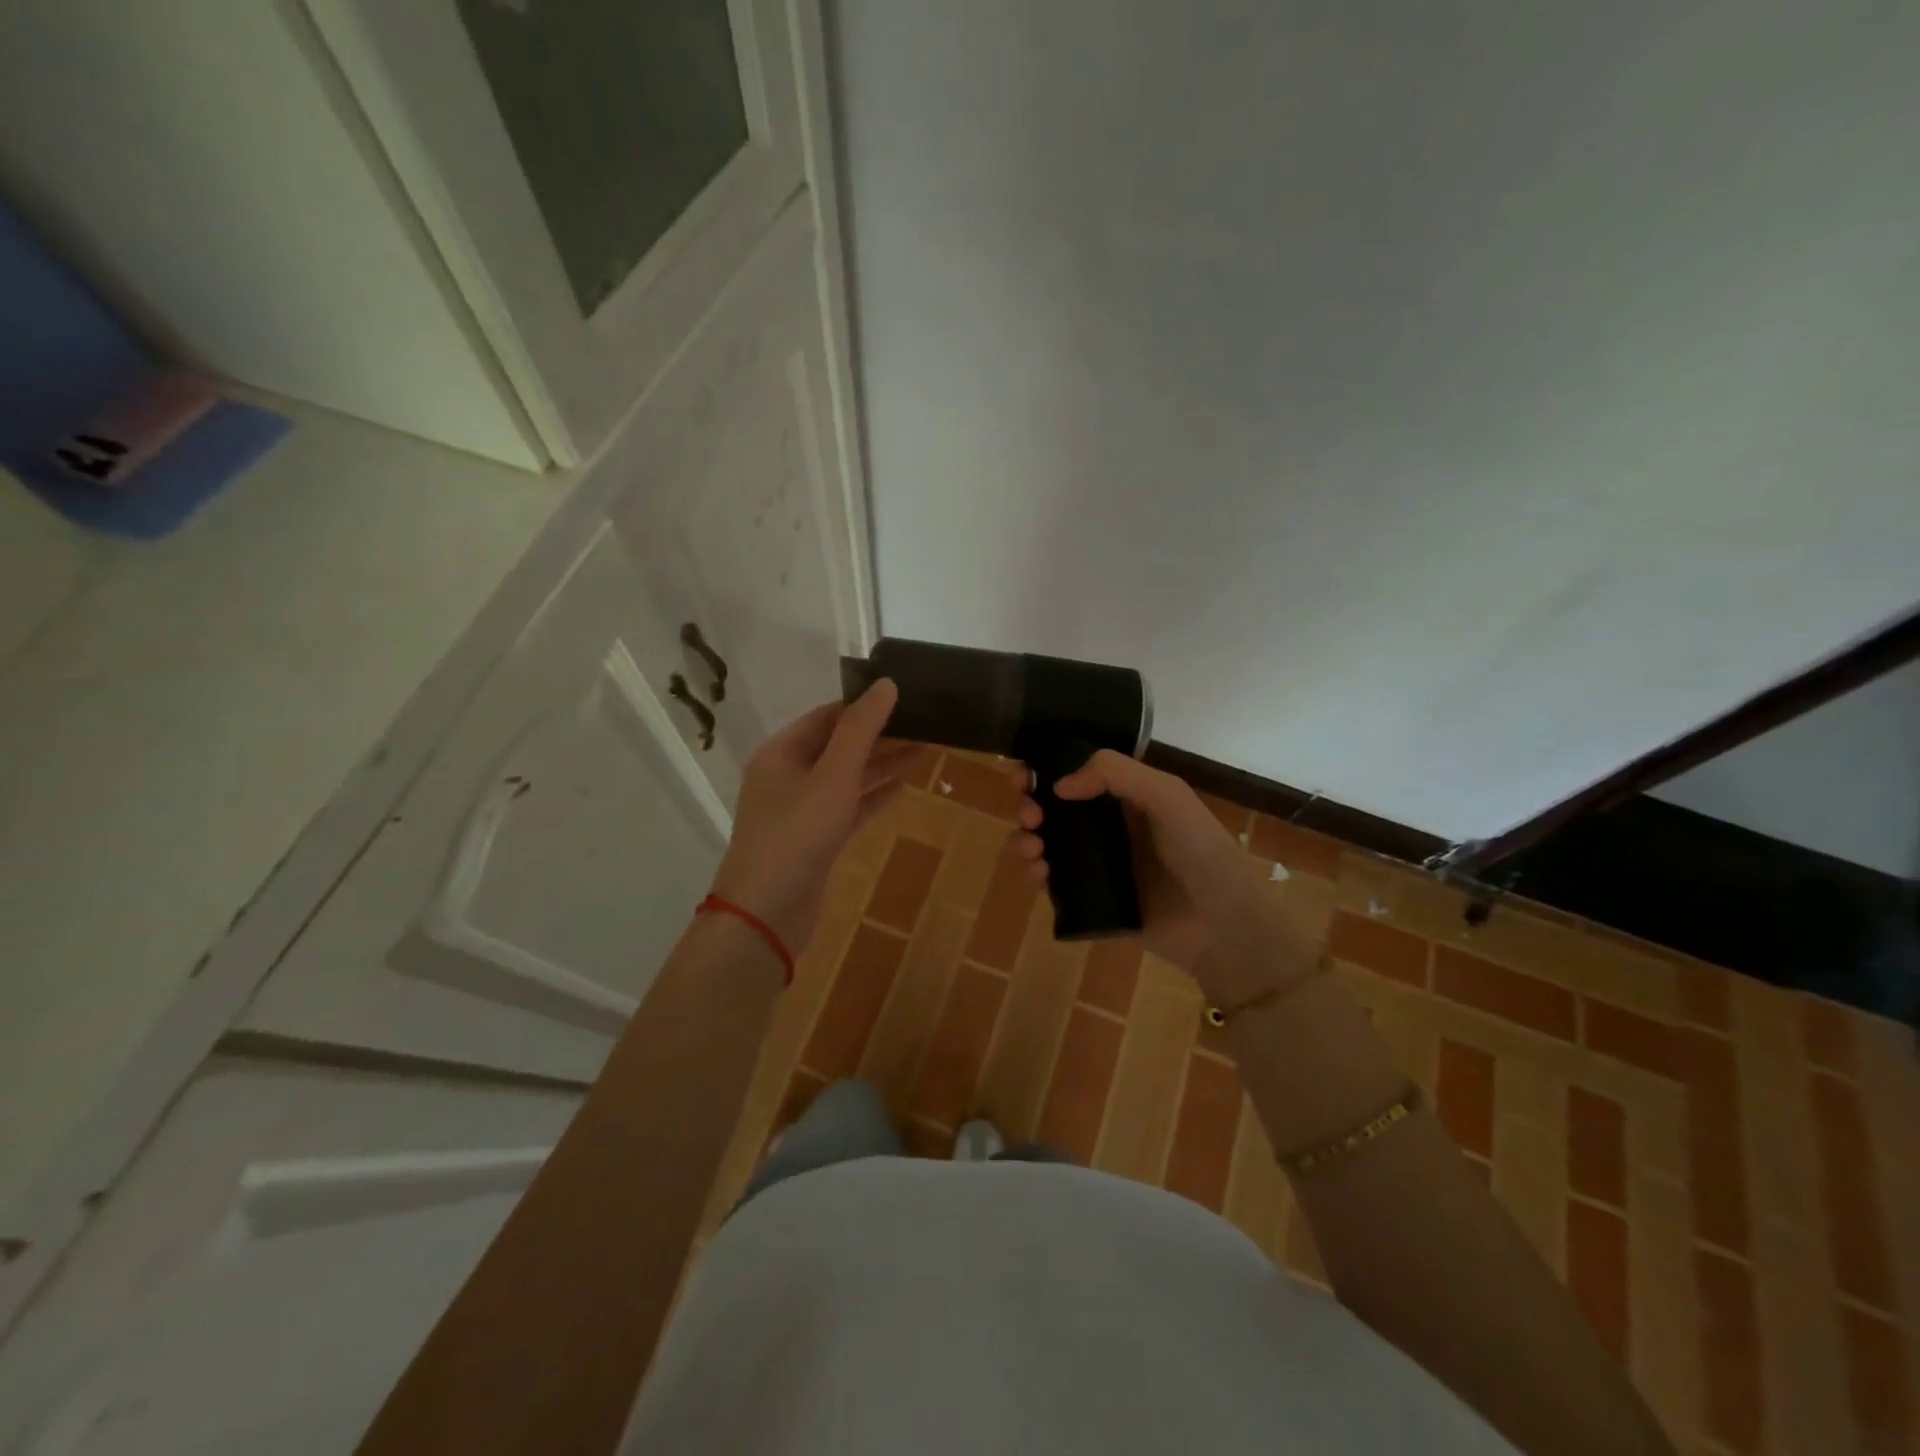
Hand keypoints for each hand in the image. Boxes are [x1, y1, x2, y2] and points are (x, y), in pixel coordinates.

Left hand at [709, 679, 913, 950]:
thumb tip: (886, 684)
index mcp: (782, 753)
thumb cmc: (797, 836)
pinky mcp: (815, 840)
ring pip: (847, 778)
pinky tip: (903, 788)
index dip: (865, 705)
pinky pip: (849, 808)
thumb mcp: (833, 777)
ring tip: (926, 751)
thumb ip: (860, 730)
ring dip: (882, 765)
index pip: (828, 716)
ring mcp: (801, 810)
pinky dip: (873, 797)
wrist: (766, 915)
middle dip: (881, 735)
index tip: (906, 698)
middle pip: (839, 746)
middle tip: (925, 724)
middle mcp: (788, 776)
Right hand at [1014, 750, 1298, 998]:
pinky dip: (1036, 875)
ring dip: (1026, 840)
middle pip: (1053, 810)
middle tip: (1028, 816)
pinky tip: (1039, 875)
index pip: (1076, 775)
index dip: (1045, 771)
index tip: (1022, 776)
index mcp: (1126, 798)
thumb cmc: (1201, 852)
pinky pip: (1054, 884)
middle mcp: (1108, 828)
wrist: (1222, 926)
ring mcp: (1099, 866)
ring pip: (1047, 845)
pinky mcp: (1092, 902)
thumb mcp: (1167, 796)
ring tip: (1032, 849)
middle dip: (1030, 807)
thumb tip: (1059, 785)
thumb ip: (1116, 774)